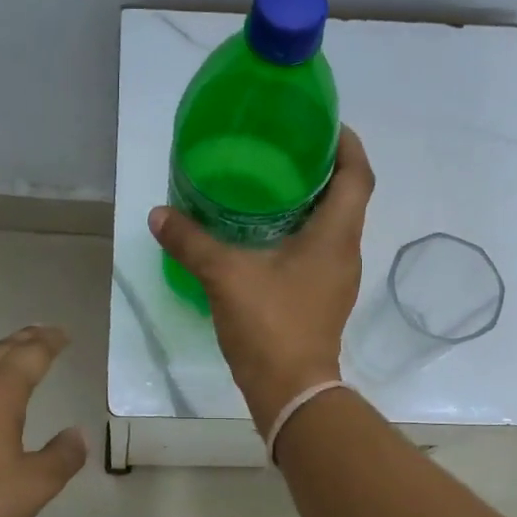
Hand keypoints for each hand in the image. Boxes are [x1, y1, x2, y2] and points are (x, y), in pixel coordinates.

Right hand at [149, 125, 374, 433]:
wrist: (292, 391)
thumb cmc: (270, 325)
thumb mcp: (225, 276)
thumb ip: (191, 241)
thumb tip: (159, 214)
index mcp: (335, 236)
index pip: (358, 175)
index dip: (346, 144)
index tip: (324, 125)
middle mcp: (346, 252)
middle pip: (347, 197)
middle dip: (323, 169)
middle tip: (284, 150)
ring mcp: (337, 279)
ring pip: (333, 226)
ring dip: (311, 202)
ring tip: (271, 186)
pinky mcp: (323, 298)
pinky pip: (319, 251)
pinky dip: (300, 232)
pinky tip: (264, 235)